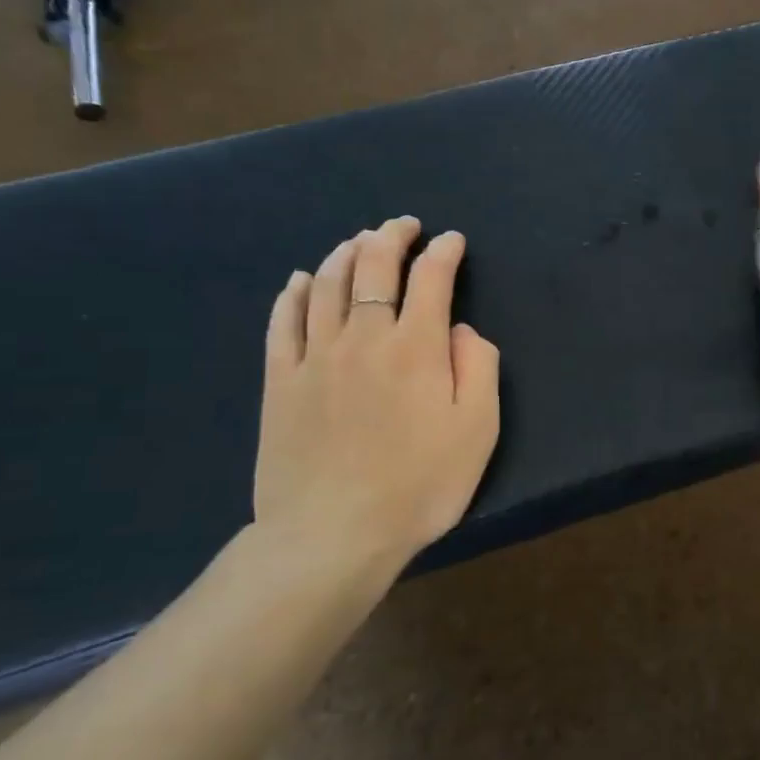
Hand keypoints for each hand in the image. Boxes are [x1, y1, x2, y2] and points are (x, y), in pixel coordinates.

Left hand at [253, 218, 500, 597]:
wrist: (333, 535)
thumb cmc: (420, 485)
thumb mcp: (478, 430)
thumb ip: (478, 368)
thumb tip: (461, 330)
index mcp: (417, 348)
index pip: (431, 279)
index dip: (444, 253)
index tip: (452, 241)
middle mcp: (364, 337)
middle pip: (374, 267)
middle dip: (391, 236)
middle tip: (403, 225)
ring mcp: (315, 356)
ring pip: (327, 284)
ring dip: (346, 252)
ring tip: (359, 241)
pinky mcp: (280, 381)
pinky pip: (284, 321)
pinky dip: (296, 292)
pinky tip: (303, 279)